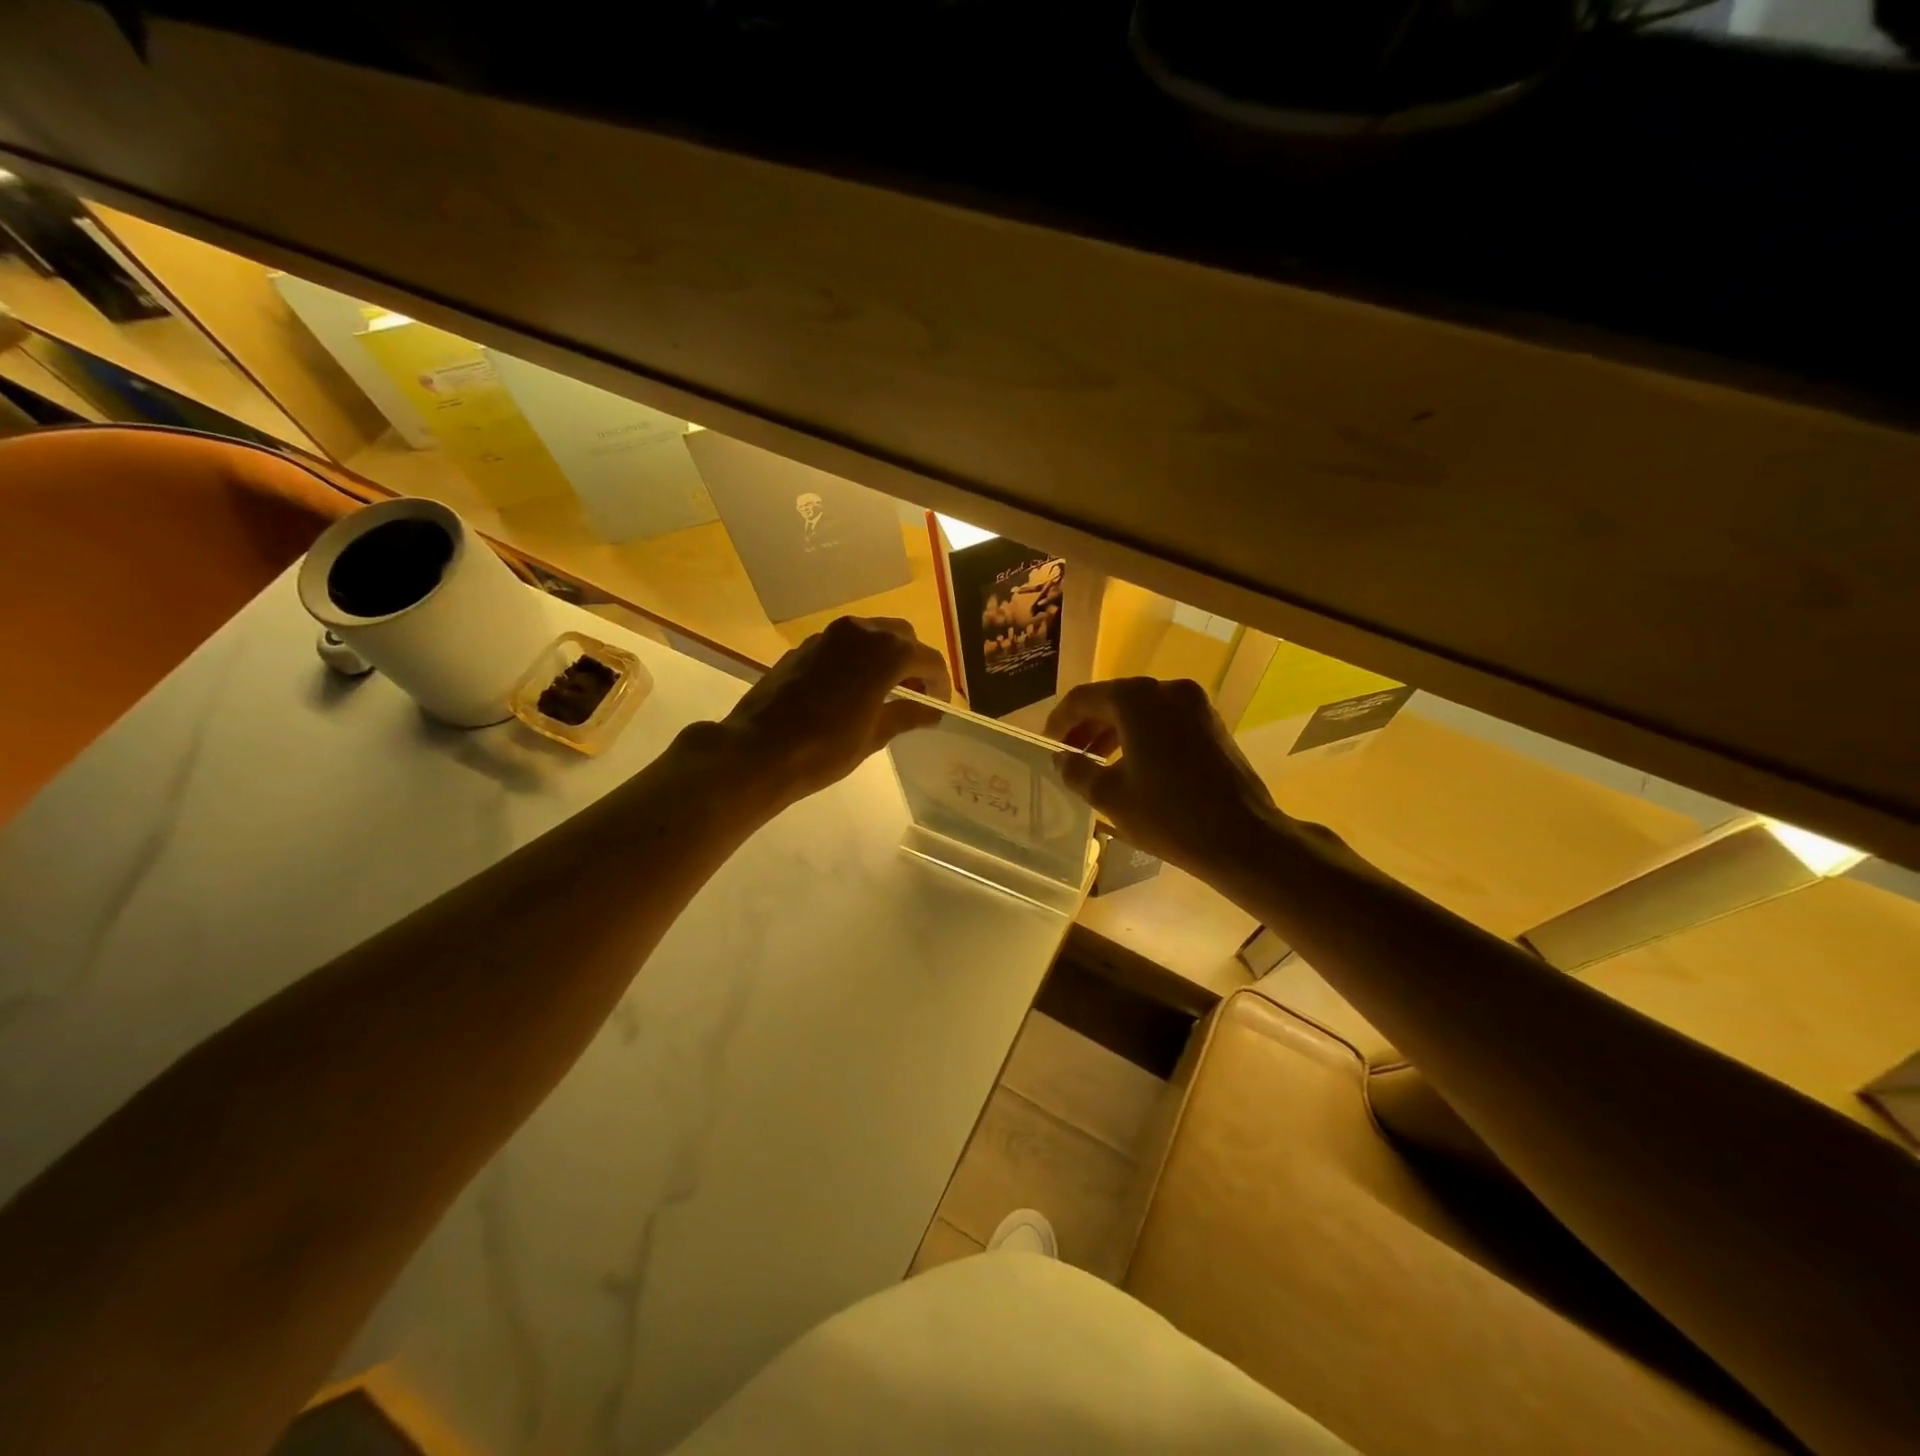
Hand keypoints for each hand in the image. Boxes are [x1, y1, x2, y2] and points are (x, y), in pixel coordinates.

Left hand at [717, 616, 951, 807]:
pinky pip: (844, 645)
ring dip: (886, 658)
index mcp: (886, 652)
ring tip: (886, 693)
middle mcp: (860, 632)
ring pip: (871, 636)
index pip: (928, 659)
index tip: (939, 707)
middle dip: (914, 663)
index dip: (940, 683)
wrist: (758, 750)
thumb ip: (907, 715)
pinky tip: (852, 691)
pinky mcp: (804, 646)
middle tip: (915, 696)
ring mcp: (828, 636)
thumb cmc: (825, 747)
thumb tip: (931, 711)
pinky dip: (858, 660)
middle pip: (901, 637)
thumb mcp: (874, 735)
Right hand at [1045, 677, 1281, 876]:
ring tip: (1094, 763)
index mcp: (1137, 699)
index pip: (1084, 698)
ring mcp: (1195, 705)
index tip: (1047, 744)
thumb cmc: (1168, 815)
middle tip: (1068, 755)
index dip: (1060, 720)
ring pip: (1141, 711)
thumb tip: (1061, 759)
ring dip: (1113, 732)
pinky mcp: (1212, 725)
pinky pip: (1165, 721)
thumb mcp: (1109, 796)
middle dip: (1087, 727)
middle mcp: (1167, 690)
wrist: (1243, 838)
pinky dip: (1141, 736)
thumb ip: (1077, 770)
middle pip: (1114, 700)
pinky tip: (1130, 765)